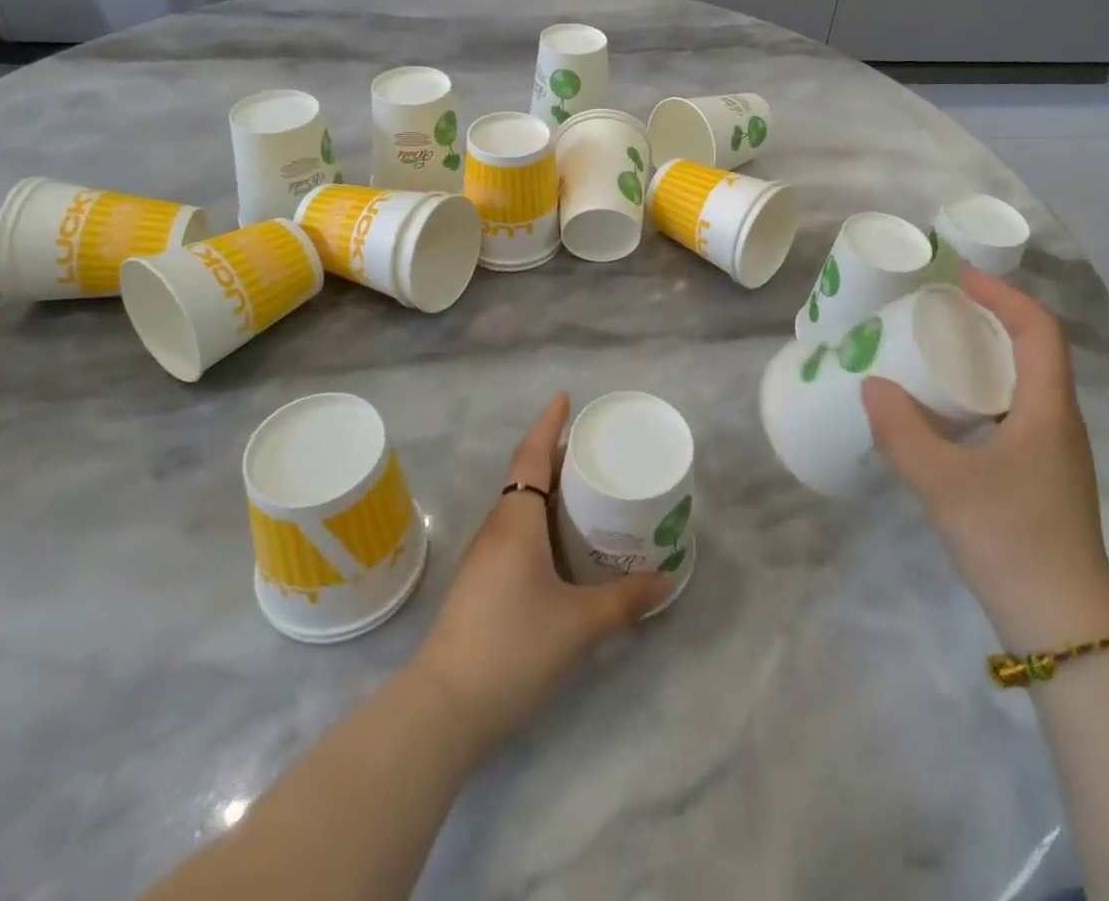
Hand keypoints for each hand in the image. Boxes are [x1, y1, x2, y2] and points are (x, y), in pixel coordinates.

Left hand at [409, 394, 671, 759]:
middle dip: (557, 458)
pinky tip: (562, 548)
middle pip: (526, 477)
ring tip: (586, 494)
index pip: (532, 456)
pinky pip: (515, 534)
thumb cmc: (513, 647)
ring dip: (548, 492)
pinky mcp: (480, 586)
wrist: (444, 709)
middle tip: (595, 451)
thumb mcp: (579, 624)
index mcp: (516, 521)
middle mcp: (496, 530)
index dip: (549, 425)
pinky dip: (541, 523)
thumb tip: (665, 581)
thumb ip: (625, 600)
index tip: (565, 399)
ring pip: (519, 508)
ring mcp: (483, 559)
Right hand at [862, 270, 1108, 651]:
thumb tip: (870, 384)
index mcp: (1047, 410)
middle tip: (938, 312)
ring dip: (984, 359)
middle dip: (989, 321)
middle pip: (1033, 351)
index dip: (1004, 296)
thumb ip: (902, 432)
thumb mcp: (944, 483)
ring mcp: (1052, 454)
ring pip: (1022, 386)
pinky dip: (979, 397)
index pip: (1039, 330)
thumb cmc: (1012, 541)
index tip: (960, 279)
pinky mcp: (1040, 480)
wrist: (1064, 628)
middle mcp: (1057, 422)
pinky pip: (1011, 415)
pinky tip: (943, 416)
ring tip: (934, 355)